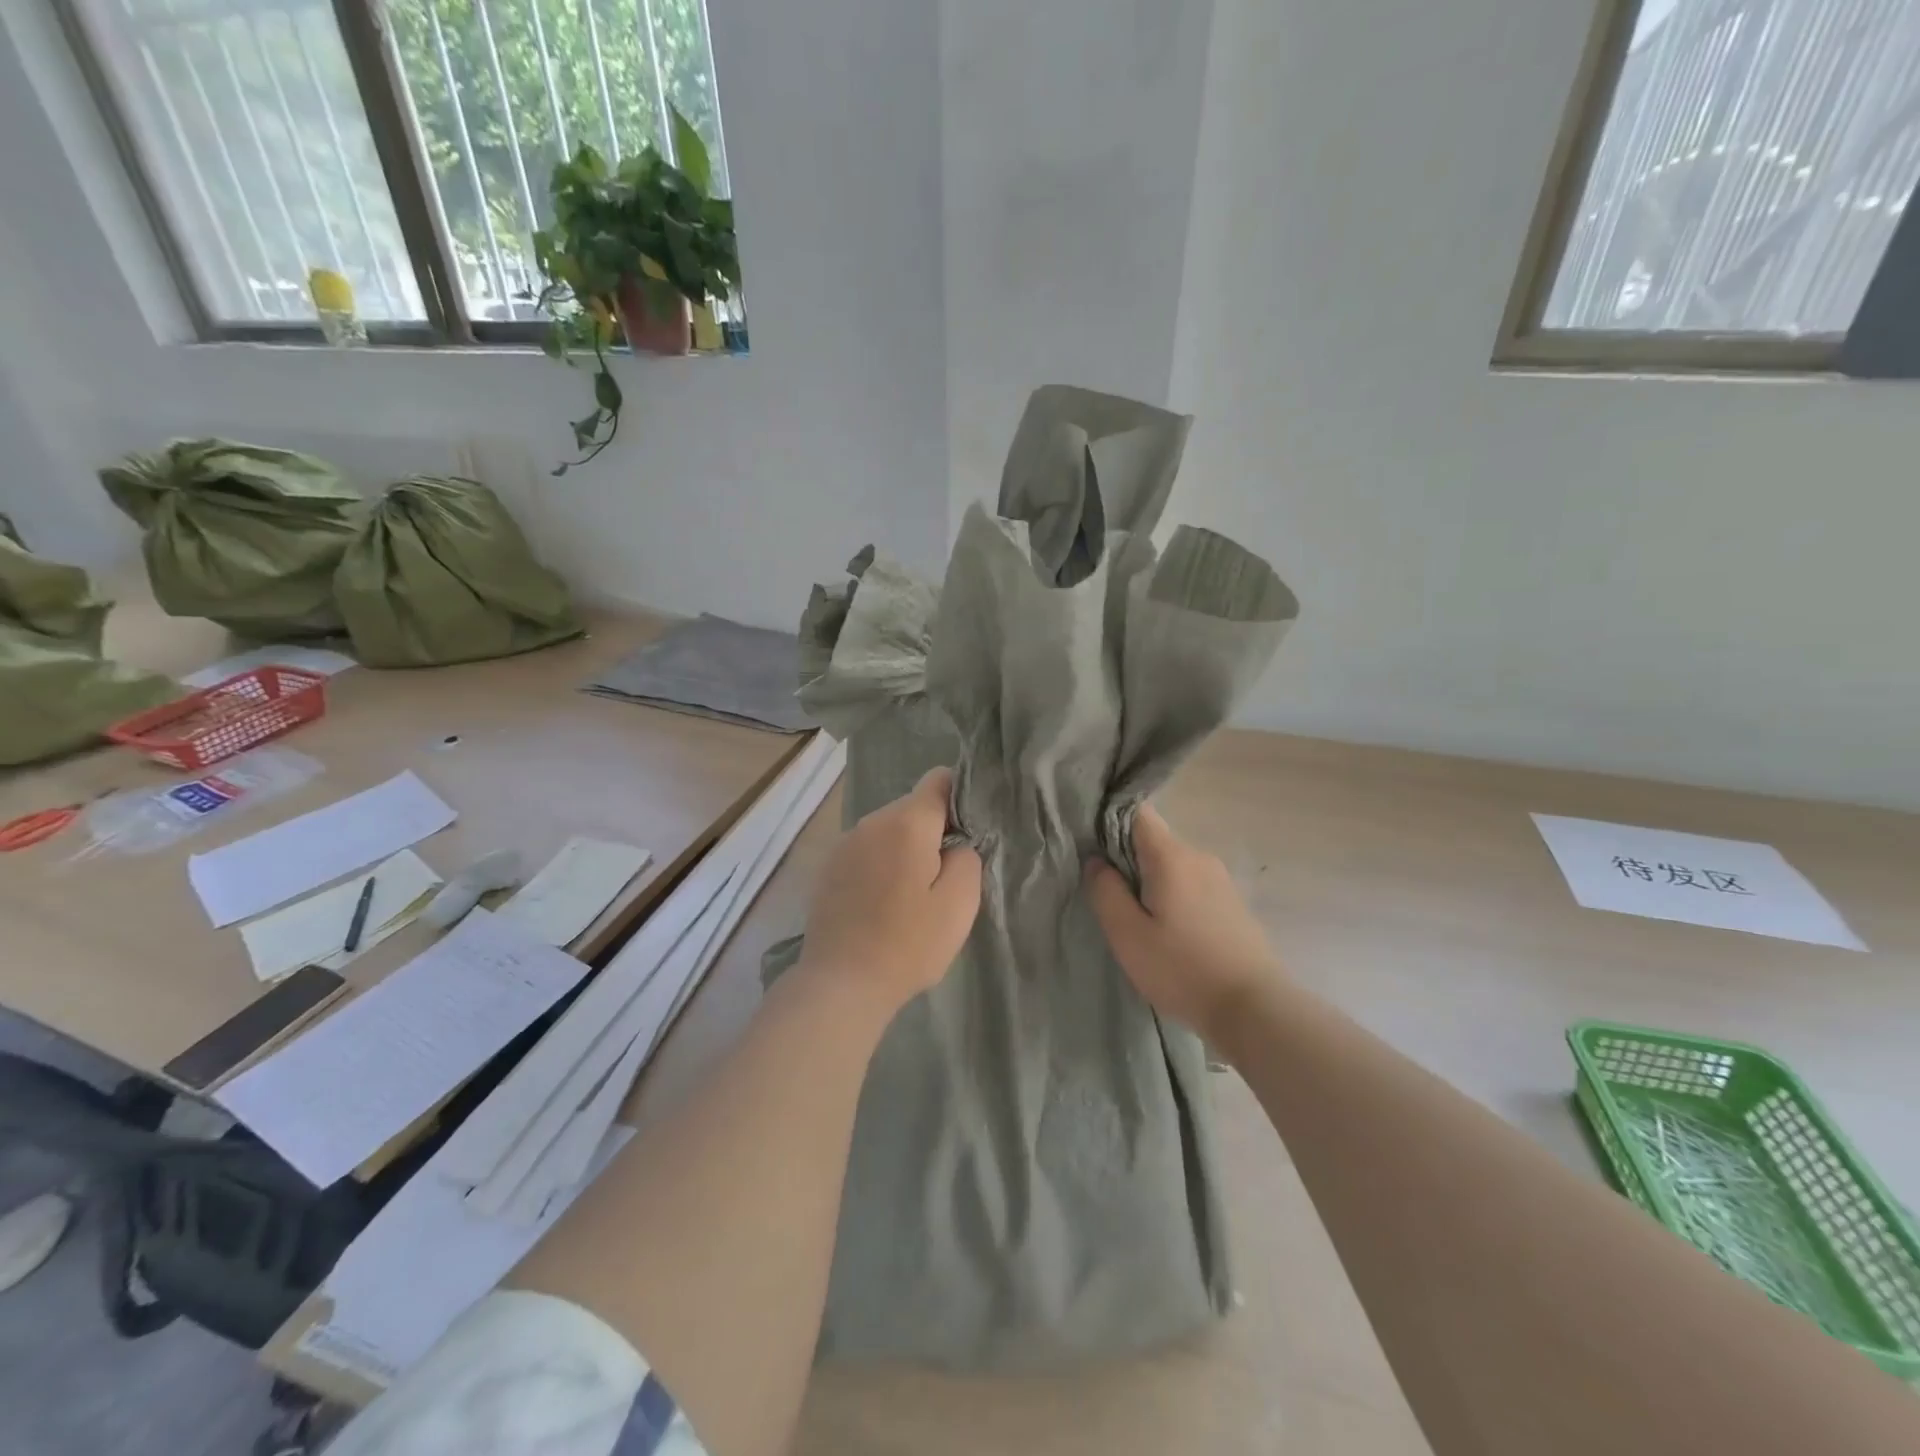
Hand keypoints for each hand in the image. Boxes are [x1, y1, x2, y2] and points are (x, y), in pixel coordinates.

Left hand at [797, 767, 981, 1015]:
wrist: (841, 984)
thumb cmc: (908, 944)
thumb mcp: (959, 904)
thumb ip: (967, 859)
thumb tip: (955, 845)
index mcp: (906, 823)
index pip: (939, 779)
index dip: (960, 797)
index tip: (969, 832)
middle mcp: (871, 821)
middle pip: (913, 807)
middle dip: (933, 830)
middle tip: (945, 876)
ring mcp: (844, 843)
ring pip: (889, 830)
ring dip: (906, 849)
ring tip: (912, 895)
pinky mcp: (828, 867)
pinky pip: (867, 851)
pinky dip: (881, 865)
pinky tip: (883, 903)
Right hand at [1085, 804, 1283, 1046]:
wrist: (1254, 1009)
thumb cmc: (1182, 970)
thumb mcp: (1127, 935)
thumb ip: (1106, 891)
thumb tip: (1096, 861)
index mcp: (1171, 857)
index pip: (1137, 813)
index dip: (1109, 823)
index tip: (1093, 851)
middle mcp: (1199, 857)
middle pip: (1154, 841)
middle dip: (1128, 860)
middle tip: (1110, 897)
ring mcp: (1221, 880)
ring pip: (1173, 865)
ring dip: (1151, 883)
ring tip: (1138, 920)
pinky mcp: (1232, 903)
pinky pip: (1192, 885)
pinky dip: (1174, 897)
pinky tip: (1169, 932)